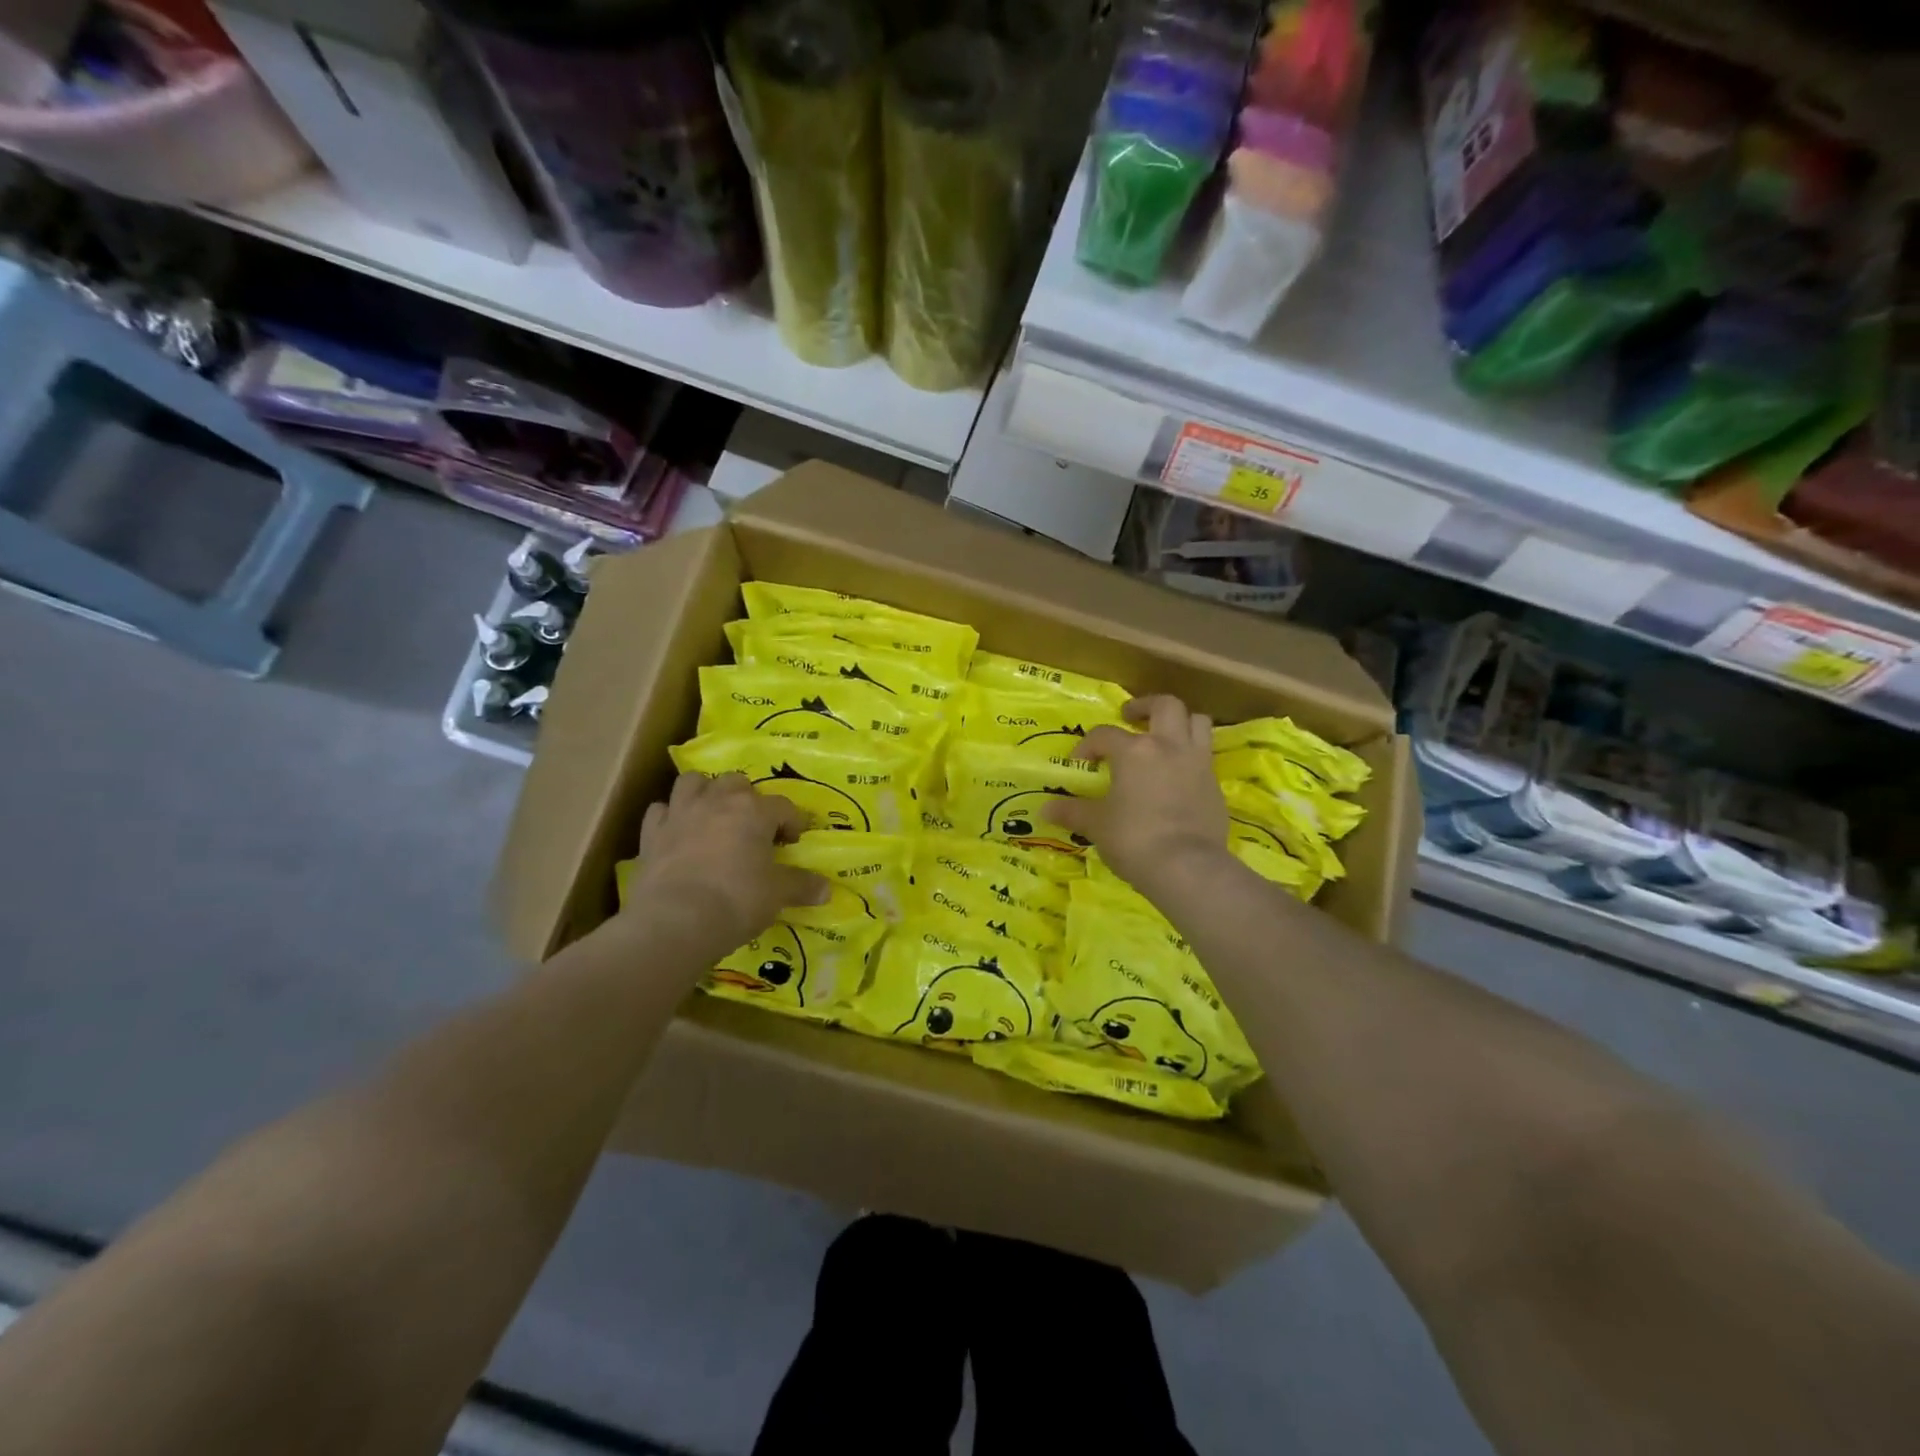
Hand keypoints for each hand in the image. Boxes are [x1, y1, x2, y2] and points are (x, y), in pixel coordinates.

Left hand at [622, 772, 829, 961]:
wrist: (675, 921)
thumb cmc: (736, 900)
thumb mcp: (778, 895)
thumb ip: (802, 886)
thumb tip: (826, 889)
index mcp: (754, 811)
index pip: (782, 806)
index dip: (793, 822)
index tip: (795, 841)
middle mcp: (717, 801)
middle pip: (736, 783)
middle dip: (747, 799)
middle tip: (754, 827)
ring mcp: (680, 813)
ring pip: (692, 782)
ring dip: (705, 793)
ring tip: (713, 815)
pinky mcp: (651, 834)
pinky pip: (660, 811)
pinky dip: (669, 817)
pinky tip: (677, 832)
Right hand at [1043, 695, 1230, 895]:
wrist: (1187, 867)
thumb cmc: (1134, 838)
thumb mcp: (1096, 826)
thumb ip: (1073, 812)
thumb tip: (1046, 809)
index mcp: (1134, 750)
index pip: (1104, 734)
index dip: (1088, 745)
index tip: (1080, 763)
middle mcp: (1169, 746)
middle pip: (1165, 706)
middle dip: (1145, 706)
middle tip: (1130, 717)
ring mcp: (1197, 763)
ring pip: (1197, 722)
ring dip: (1180, 722)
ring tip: (1163, 736)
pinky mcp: (1215, 785)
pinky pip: (1206, 755)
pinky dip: (1191, 754)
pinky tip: (1178, 773)